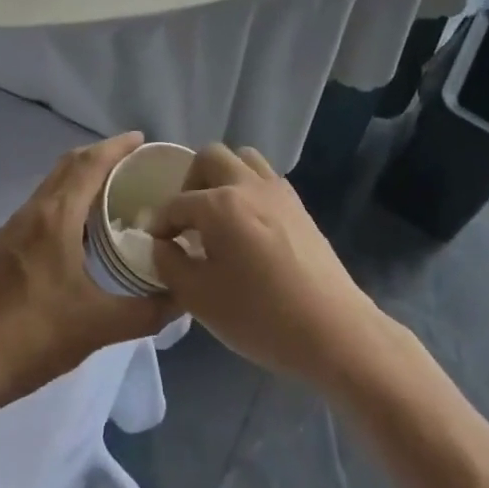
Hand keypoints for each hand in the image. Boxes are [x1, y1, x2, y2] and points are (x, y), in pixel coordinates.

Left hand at [0, 132, 176, 416]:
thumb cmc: (34, 337)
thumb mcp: (98, 327)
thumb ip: (146, 312)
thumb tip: (182, 298)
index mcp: (56, 218)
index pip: (90, 164)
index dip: (116, 147)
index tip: (141, 140)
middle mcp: (33, 211)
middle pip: (69, 165)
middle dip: (100, 155)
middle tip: (132, 163)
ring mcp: (12, 228)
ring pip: (52, 185)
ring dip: (80, 177)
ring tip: (111, 192)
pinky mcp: (2, 246)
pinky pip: (40, 206)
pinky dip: (65, 199)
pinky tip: (78, 230)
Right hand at [151, 144, 386, 390]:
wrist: (332, 329)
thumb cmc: (260, 316)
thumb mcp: (200, 299)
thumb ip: (170, 265)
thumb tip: (161, 245)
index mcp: (219, 204)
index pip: (177, 203)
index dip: (160, 223)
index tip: (156, 244)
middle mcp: (247, 184)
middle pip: (210, 157)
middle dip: (190, 182)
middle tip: (187, 218)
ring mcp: (277, 190)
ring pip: (242, 159)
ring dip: (223, 176)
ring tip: (218, 215)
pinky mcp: (298, 204)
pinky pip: (265, 178)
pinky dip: (248, 188)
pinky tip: (247, 226)